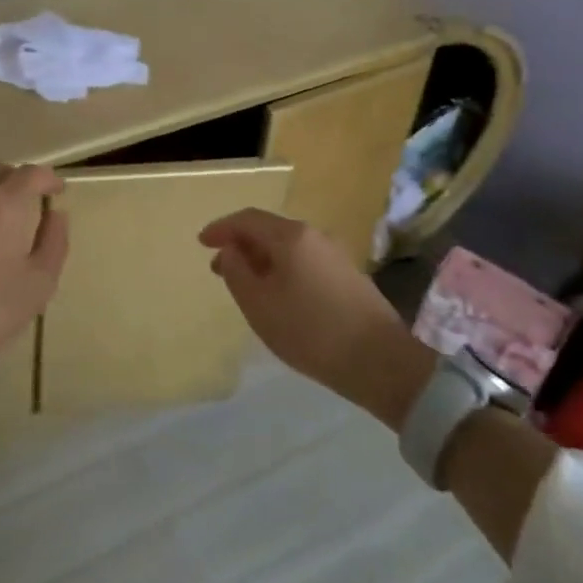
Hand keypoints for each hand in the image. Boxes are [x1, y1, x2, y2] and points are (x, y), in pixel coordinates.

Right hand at [199, 208, 431, 426]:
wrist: (382, 362)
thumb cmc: (310, 331)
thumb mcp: (259, 305)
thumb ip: (237, 271)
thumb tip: (231, 250)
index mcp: (290, 236)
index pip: (247, 219)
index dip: (221, 228)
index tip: (201, 242)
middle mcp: (314, 236)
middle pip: (268, 230)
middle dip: (240, 245)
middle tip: (219, 268)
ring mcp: (335, 255)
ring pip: (287, 248)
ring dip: (262, 259)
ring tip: (246, 285)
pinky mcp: (348, 276)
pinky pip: (304, 261)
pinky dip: (282, 269)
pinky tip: (278, 295)